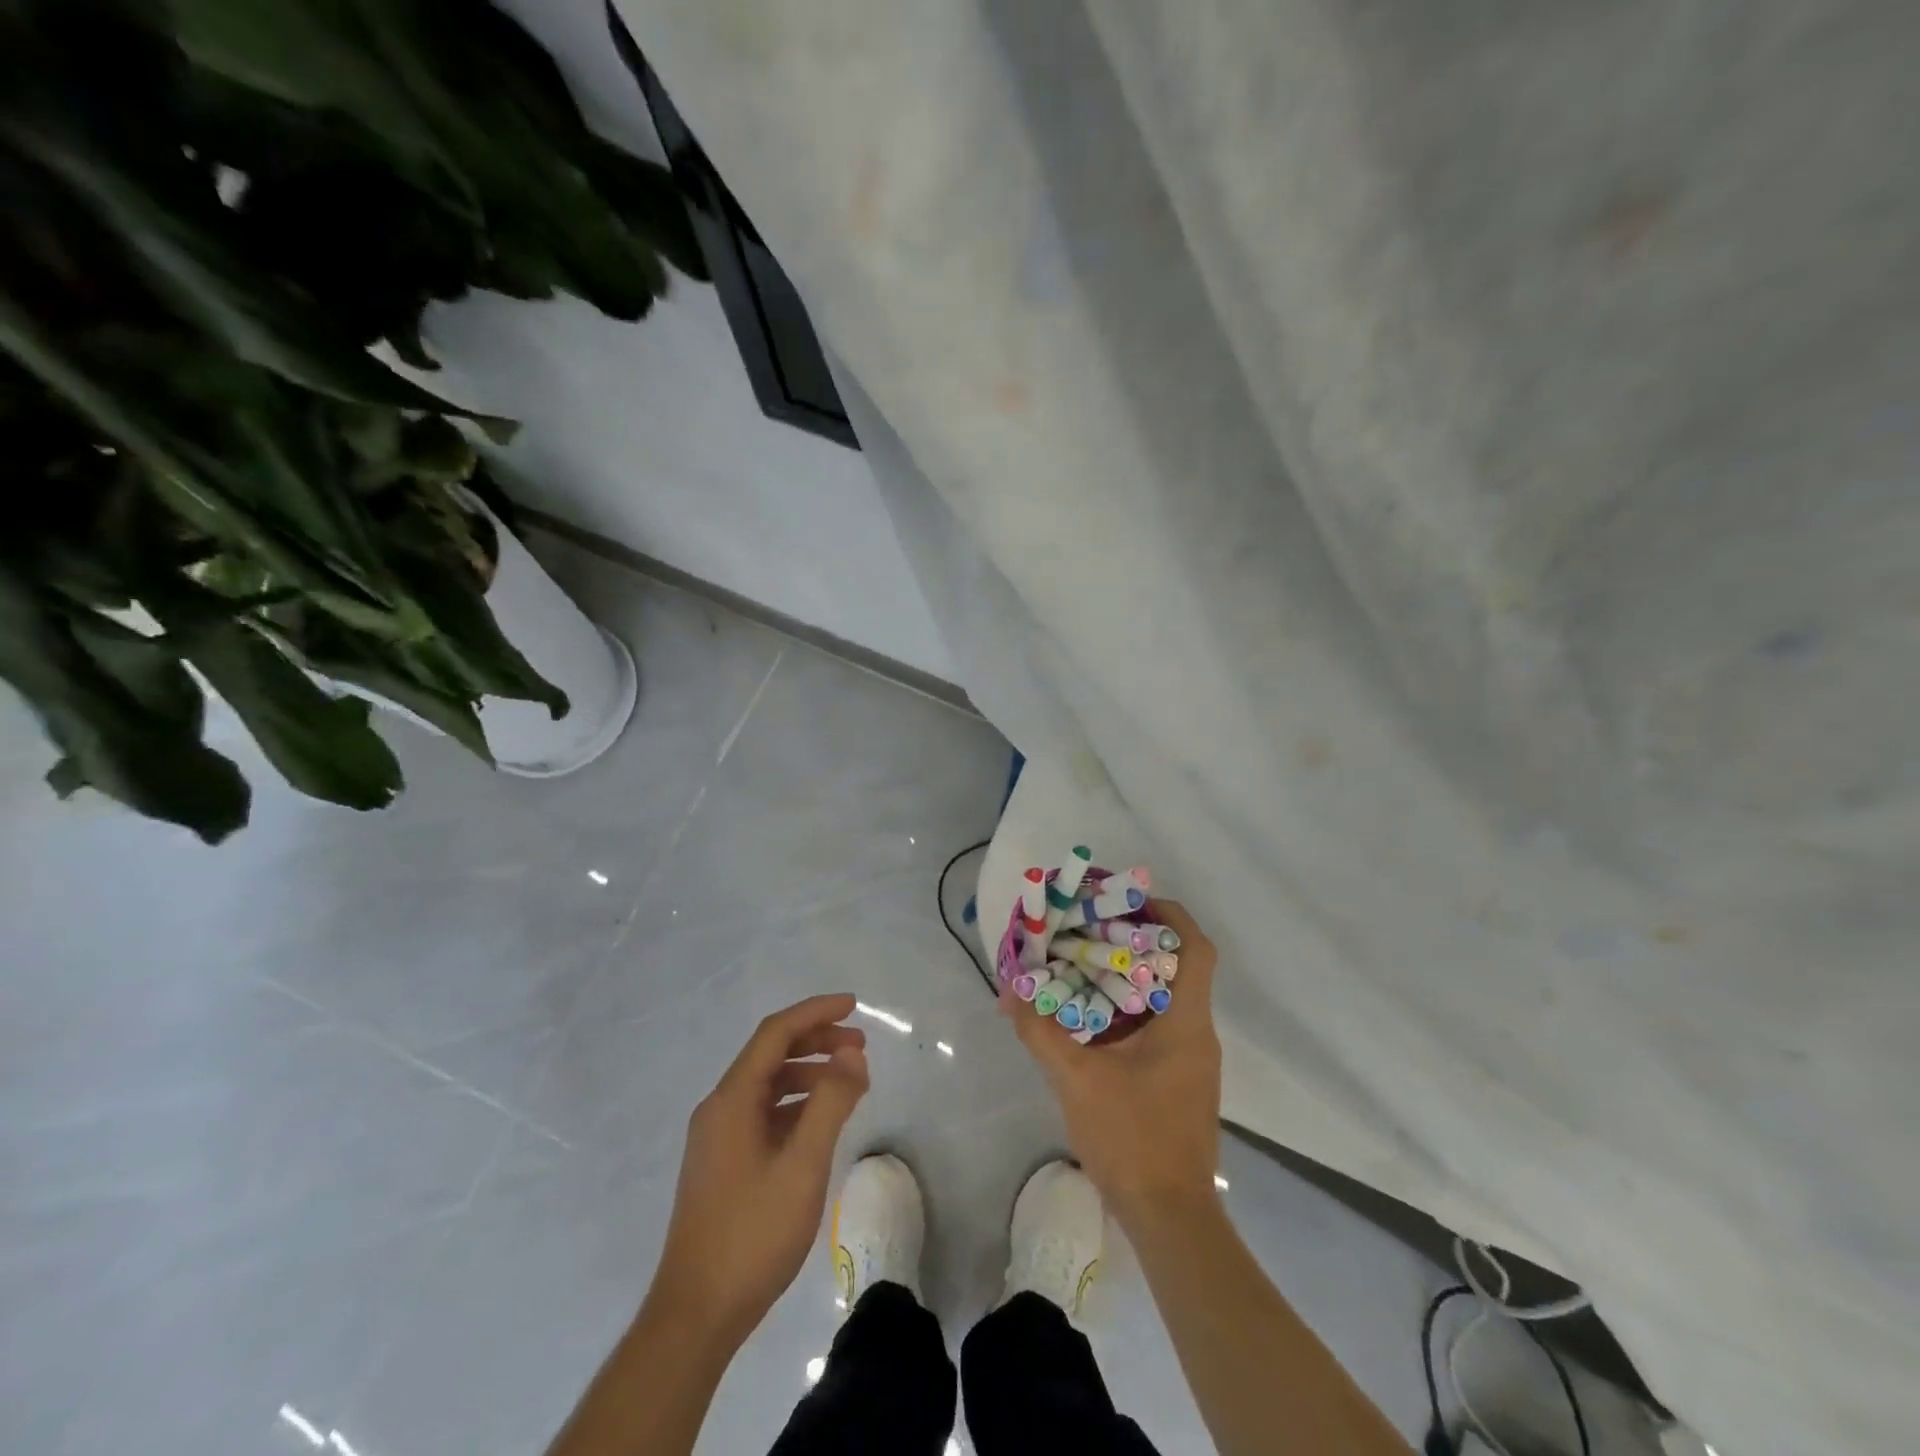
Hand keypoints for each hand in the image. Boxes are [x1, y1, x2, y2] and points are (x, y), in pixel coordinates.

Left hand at [647, 994, 869, 1347]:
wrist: (696, 1315)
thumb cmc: (752, 1234)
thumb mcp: (803, 1165)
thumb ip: (830, 1103)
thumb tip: (852, 1053)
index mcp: (732, 1099)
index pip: (776, 1033)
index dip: (816, 1012)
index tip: (854, 1006)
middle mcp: (719, 1108)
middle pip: (771, 1054)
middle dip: (817, 1041)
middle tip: (860, 1048)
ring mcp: (718, 1137)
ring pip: (768, 1085)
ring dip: (809, 1074)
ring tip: (850, 1084)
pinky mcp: (723, 1163)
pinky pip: (764, 1113)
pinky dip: (796, 1105)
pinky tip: (821, 1123)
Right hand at [1003, 900, 1221, 1223]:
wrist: (1169, 1218)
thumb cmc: (1132, 1139)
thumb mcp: (1076, 1079)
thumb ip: (1040, 1031)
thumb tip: (1008, 992)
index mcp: (1185, 1022)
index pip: (1196, 949)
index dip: (1170, 915)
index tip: (1131, 900)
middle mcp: (1197, 1034)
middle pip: (1178, 967)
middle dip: (1138, 941)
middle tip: (1094, 928)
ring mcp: (1192, 1061)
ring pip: (1166, 998)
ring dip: (1130, 977)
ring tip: (1085, 963)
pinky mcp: (1180, 1082)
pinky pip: (1159, 1026)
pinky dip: (1129, 1010)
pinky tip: (1091, 1018)